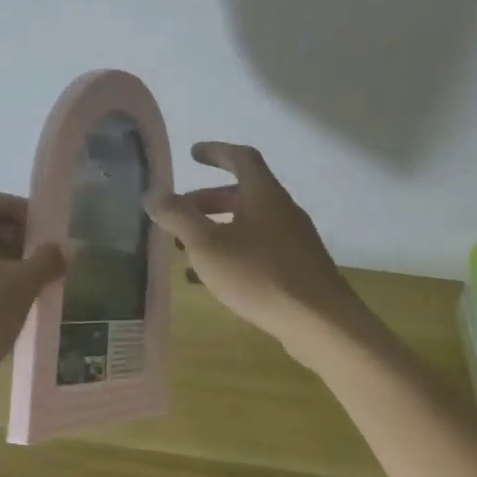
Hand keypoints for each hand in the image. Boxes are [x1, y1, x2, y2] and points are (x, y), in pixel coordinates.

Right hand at [145, 142, 362, 367]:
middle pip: (243, 193)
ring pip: (250, 222)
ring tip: (189, 248)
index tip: (193, 155)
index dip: (216, 152)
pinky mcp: (299, 268)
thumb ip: (178, 216)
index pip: (241, 158)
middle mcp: (283, 210)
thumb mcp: (207, 245)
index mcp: (264, 194)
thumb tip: (153, 194)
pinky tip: (215, 279)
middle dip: (208, 199)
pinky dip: (233, 250)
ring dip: (218, 227)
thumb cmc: (260, 275)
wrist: (322, 325)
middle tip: (180, 212)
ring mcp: (295, 240)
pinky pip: (259, 247)